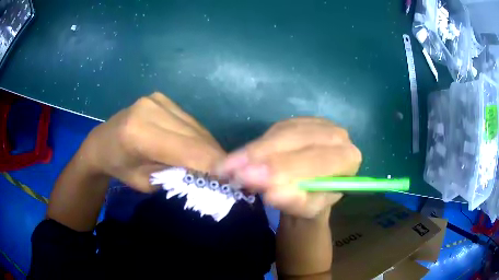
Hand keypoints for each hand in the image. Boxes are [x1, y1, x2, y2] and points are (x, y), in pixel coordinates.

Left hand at [81, 92, 225, 192]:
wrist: (102, 142)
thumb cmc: (120, 168)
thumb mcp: (147, 183)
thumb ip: (177, 177)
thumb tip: (209, 175)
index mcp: (139, 133)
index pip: (188, 150)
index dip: (213, 165)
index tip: (232, 180)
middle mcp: (150, 109)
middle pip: (196, 136)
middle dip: (215, 157)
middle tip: (228, 175)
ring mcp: (157, 99)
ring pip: (196, 127)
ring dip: (208, 147)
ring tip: (214, 164)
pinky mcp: (162, 97)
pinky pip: (189, 121)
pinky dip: (197, 136)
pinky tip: (198, 148)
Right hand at [217, 117, 361, 218]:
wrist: (313, 187)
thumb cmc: (313, 201)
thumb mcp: (306, 208)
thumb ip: (294, 200)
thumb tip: (272, 192)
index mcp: (348, 159)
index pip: (318, 160)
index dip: (285, 168)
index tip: (251, 177)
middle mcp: (337, 135)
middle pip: (298, 141)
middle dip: (263, 156)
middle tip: (232, 170)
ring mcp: (318, 123)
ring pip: (283, 132)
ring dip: (254, 150)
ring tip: (228, 165)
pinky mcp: (299, 121)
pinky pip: (275, 129)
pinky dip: (256, 144)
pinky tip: (239, 156)